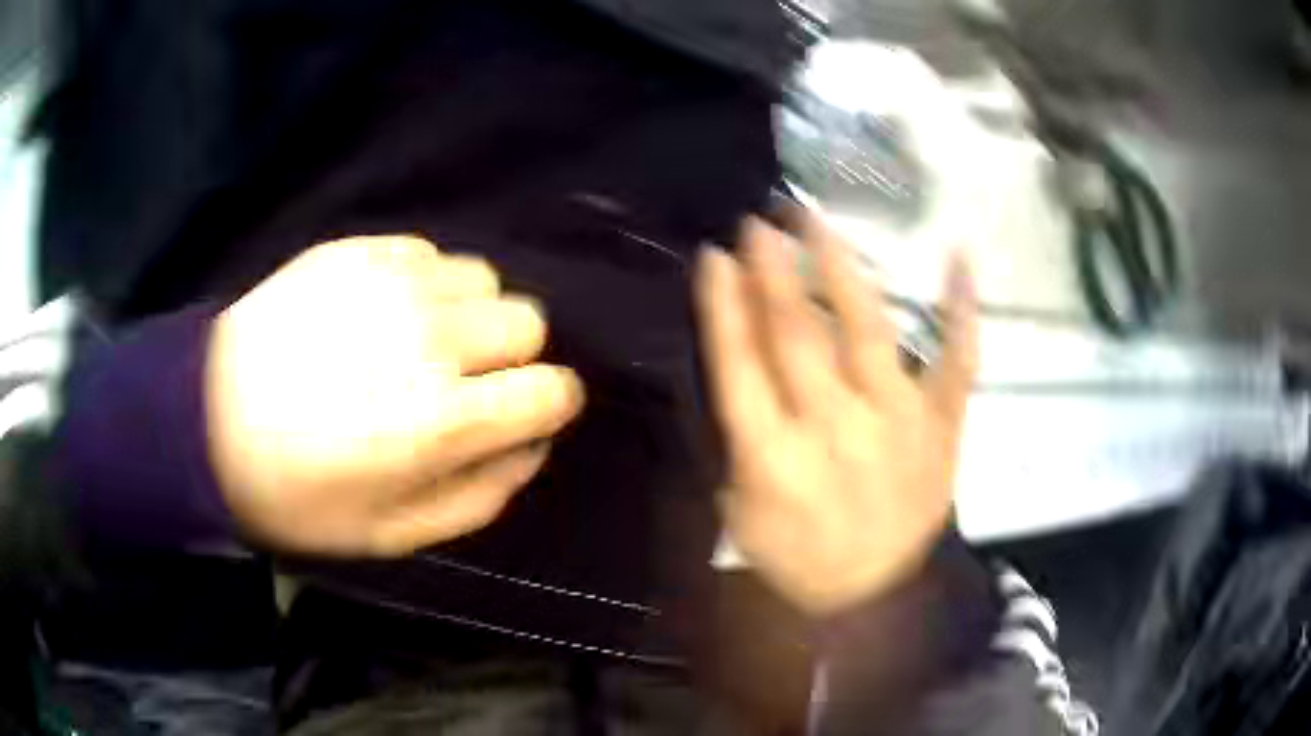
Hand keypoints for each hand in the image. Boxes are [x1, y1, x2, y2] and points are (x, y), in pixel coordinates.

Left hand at [205, 236, 583, 556]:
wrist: (205, 420)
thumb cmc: (298, 494)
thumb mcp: (394, 534)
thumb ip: (479, 497)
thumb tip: (531, 448)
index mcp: (442, 421)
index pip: (552, 390)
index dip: (549, 404)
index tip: (524, 413)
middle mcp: (430, 339)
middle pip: (527, 321)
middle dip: (510, 357)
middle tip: (462, 382)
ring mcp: (391, 283)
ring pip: (483, 279)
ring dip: (467, 315)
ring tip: (420, 342)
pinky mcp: (357, 251)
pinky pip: (429, 254)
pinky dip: (424, 284)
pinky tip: (382, 313)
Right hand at [694, 217, 976, 616]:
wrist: (877, 595)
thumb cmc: (799, 556)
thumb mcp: (740, 511)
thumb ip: (736, 438)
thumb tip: (742, 357)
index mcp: (773, 458)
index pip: (739, 363)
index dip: (723, 304)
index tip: (715, 256)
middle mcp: (834, 428)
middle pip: (797, 334)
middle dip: (773, 271)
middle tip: (760, 222)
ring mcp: (898, 421)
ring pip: (867, 329)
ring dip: (839, 268)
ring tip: (818, 222)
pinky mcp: (943, 424)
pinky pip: (958, 360)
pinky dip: (961, 310)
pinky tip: (959, 258)